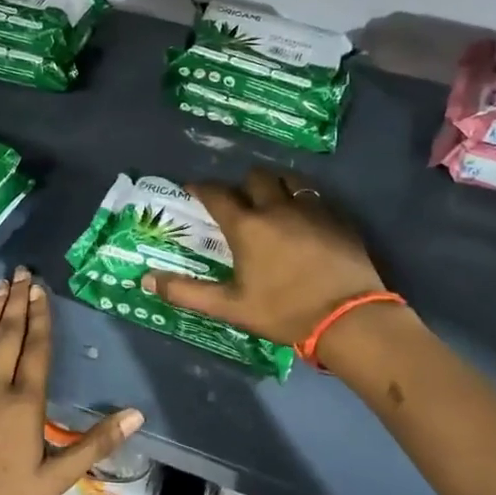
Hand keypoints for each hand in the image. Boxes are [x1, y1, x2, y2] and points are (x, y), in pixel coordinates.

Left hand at [0, 267, 143, 494]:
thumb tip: (136, 415)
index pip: (36, 348)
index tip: (41, 289)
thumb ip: (96, 443)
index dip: (40, 317)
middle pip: (7, 335)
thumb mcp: (57, 477)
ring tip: (0, 284)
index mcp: (24, 402)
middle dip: (17, 301)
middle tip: (21, 272)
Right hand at [140, 168, 385, 349]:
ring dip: (275, 185)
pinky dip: (303, 200)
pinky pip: (316, 196)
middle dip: (241, 185)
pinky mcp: (338, 217)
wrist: (349, 317)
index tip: (193, 190)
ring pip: (289, 179)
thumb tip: (146, 281)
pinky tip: (304, 219)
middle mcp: (277, 207)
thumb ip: (186, 292)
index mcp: (247, 226)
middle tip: (238, 203)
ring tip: (272, 202)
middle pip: (255, 177)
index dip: (201, 188)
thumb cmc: (284, 312)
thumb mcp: (230, 307)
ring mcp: (312, 209)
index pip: (216, 194)